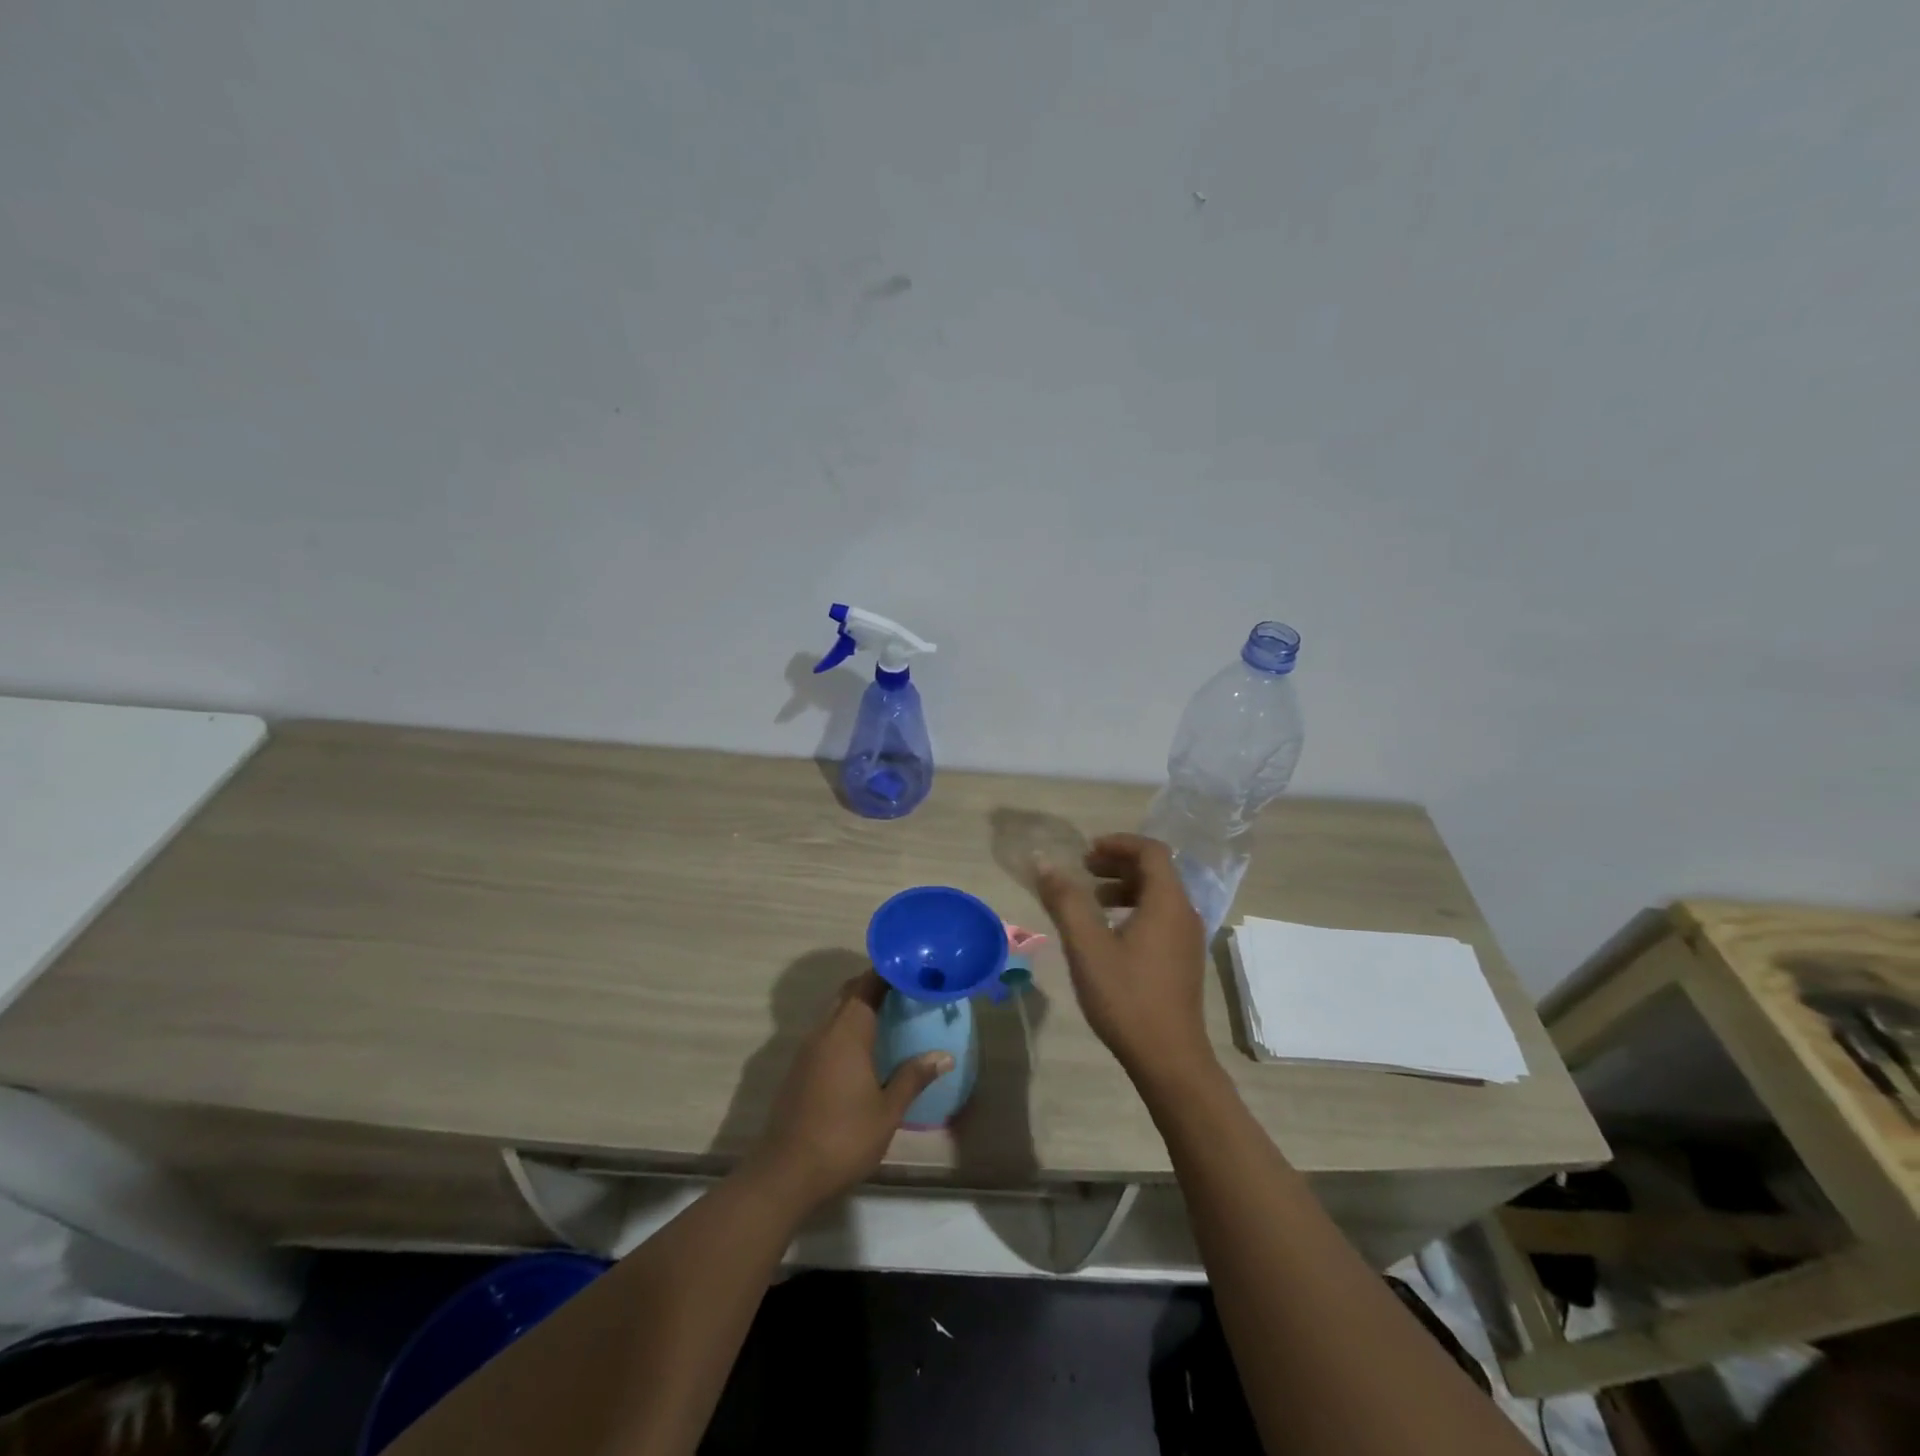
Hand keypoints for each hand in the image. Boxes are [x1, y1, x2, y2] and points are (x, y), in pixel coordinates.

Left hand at [752, 971, 951, 1207]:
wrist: (786, 1172)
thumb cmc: (843, 1138)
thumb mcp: (887, 1111)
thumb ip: (913, 1078)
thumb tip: (944, 1055)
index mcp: (847, 1033)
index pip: (865, 986)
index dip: (886, 973)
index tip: (910, 969)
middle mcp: (824, 1032)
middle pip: (848, 995)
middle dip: (872, 986)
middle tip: (904, 990)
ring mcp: (807, 1051)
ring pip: (834, 1014)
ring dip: (858, 1008)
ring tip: (889, 1016)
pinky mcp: (798, 1069)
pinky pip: (826, 1034)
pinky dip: (845, 1030)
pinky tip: (863, 1050)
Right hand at [1036, 833, 1216, 1088]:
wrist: (1169, 1059)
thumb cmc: (1126, 996)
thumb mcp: (1086, 945)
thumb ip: (1065, 900)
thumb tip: (1044, 864)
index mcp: (1167, 902)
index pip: (1151, 851)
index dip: (1118, 843)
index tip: (1086, 851)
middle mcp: (1185, 913)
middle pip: (1156, 871)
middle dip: (1118, 863)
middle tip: (1083, 871)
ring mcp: (1188, 939)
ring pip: (1158, 896)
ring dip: (1124, 888)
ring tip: (1091, 901)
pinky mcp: (1184, 960)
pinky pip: (1161, 917)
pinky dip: (1135, 909)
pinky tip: (1109, 934)